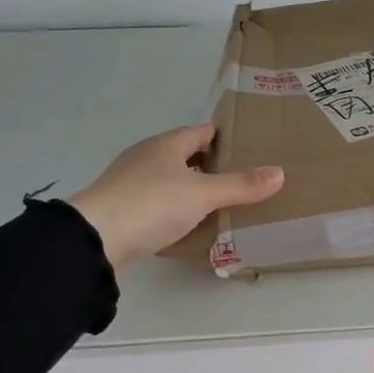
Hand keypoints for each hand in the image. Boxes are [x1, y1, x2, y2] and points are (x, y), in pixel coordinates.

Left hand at [67, 125, 282, 273]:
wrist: (94, 240)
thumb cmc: (152, 203)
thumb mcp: (203, 194)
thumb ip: (240, 185)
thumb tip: (279, 173)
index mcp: (165, 145)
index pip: (200, 132)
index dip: (223, 137)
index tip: (247, 147)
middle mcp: (146, 158)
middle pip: (183, 155)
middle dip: (209, 164)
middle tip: (241, 178)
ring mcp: (129, 184)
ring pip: (169, 180)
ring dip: (190, 189)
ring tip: (221, 203)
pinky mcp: (121, 211)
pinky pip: (157, 205)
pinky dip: (174, 210)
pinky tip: (189, 225)